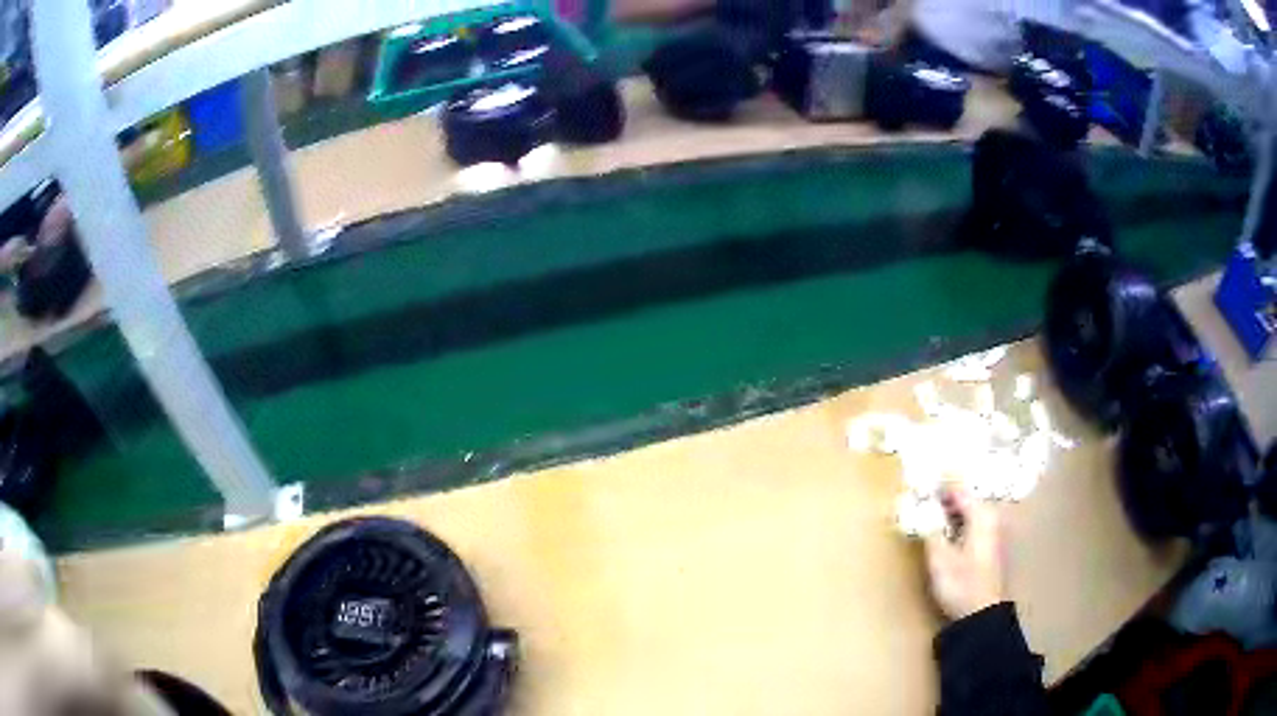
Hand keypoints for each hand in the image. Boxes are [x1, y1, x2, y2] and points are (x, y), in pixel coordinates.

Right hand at [923, 485, 1005, 619]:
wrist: (981, 615)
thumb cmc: (961, 584)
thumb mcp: (939, 558)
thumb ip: (930, 530)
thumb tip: (921, 510)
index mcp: (981, 515)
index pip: (958, 489)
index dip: (938, 485)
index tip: (919, 484)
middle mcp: (991, 518)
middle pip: (966, 498)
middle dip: (945, 496)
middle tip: (922, 498)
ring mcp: (993, 533)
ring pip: (969, 512)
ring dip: (951, 510)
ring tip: (930, 513)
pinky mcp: (990, 547)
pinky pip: (972, 524)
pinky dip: (958, 522)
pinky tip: (945, 531)